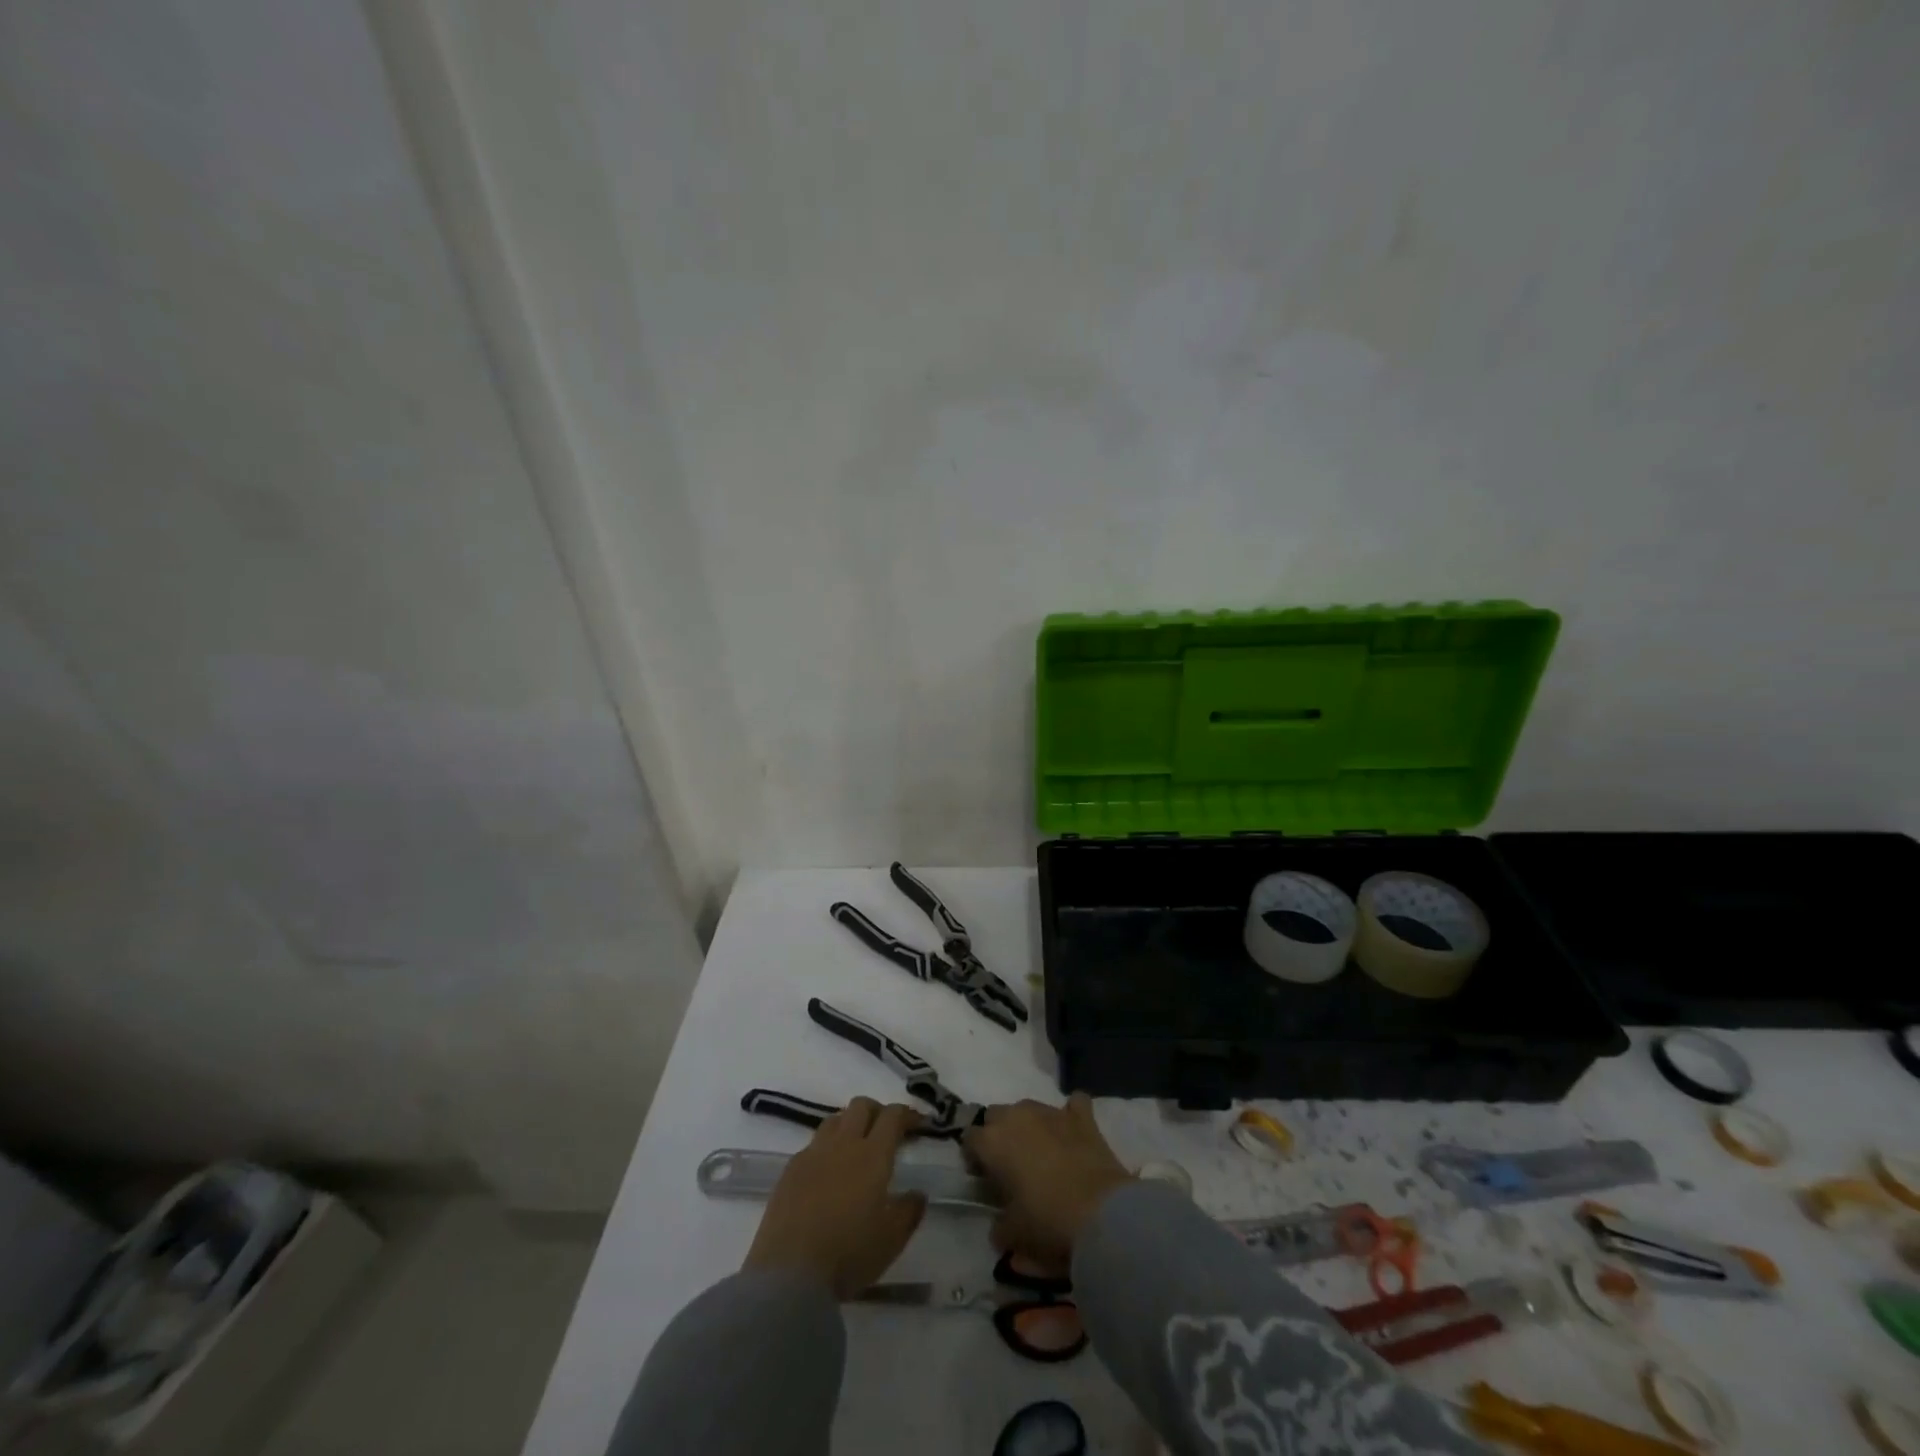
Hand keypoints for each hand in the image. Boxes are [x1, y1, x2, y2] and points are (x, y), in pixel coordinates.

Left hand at [743, 1098, 926, 1298]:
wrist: (789, 1274)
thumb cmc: (848, 1254)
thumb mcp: (891, 1240)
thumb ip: (909, 1211)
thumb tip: (918, 1194)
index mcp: (872, 1155)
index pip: (892, 1116)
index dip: (907, 1113)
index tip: (918, 1123)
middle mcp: (843, 1144)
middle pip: (861, 1106)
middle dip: (878, 1111)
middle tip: (886, 1132)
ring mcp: (813, 1154)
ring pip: (835, 1120)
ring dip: (850, 1124)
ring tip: (856, 1148)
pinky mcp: (790, 1169)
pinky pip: (813, 1144)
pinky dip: (827, 1148)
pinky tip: (828, 1173)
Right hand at [964, 1093, 1132, 1263]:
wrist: (1102, 1214)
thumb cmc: (1048, 1223)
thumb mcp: (1013, 1236)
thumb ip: (999, 1226)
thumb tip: (1000, 1225)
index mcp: (993, 1141)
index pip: (969, 1138)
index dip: (974, 1157)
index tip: (983, 1178)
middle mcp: (1018, 1116)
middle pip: (996, 1115)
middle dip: (998, 1134)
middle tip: (1009, 1165)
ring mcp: (1051, 1112)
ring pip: (1029, 1107)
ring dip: (1029, 1125)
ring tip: (1041, 1153)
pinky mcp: (1083, 1117)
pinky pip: (1074, 1105)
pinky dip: (1071, 1115)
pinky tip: (1073, 1132)